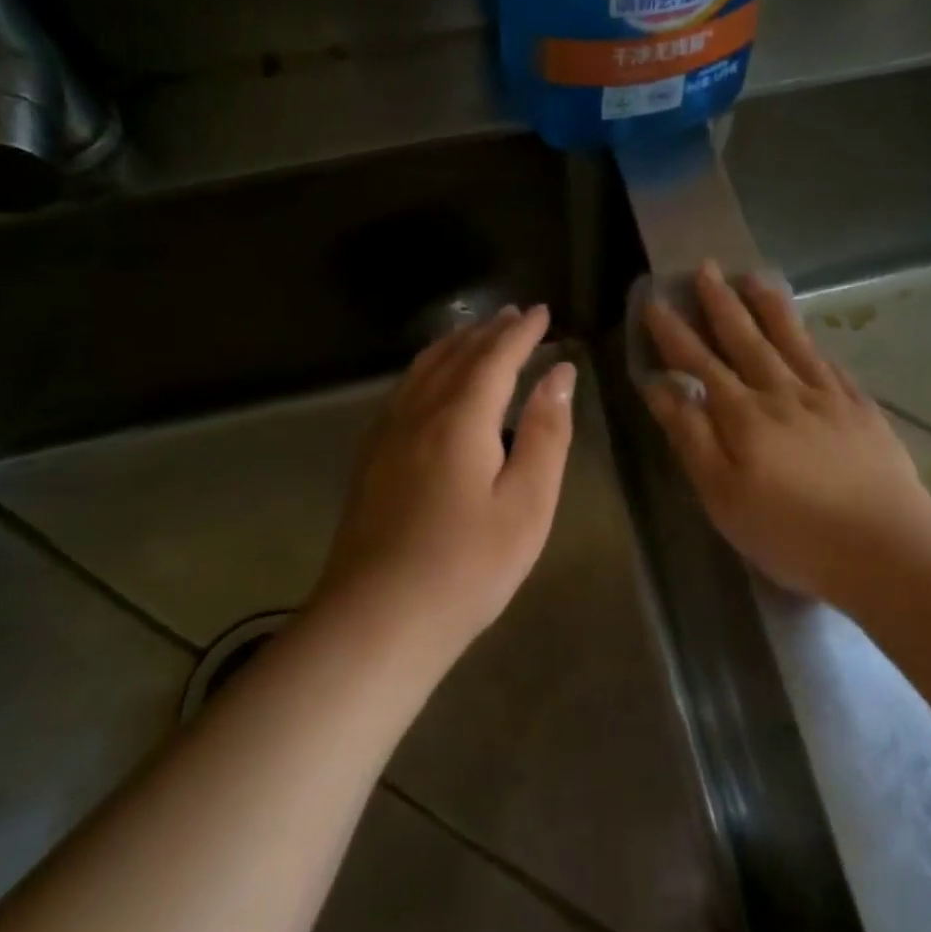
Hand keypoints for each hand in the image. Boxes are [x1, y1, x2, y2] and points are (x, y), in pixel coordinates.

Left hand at [312, 305, 575, 662]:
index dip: (521, 333)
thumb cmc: (468, 566)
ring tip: (475, 334)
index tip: (542, 312)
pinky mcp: (370, 460)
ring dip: (454, 346)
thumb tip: (560, 374)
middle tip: (513, 315)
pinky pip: (403, 392)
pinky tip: (430, 383)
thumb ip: (546, 433)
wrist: (378, 619)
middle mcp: (417, 413)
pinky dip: (426, 370)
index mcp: (460, 418)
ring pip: (422, 371)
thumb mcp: (528, 503)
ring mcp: (386, 435)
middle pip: (455, 356)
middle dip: (487, 332)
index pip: (495, 357)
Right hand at [641, 263, 930, 604]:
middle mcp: (782, 393)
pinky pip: (829, 363)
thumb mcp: (722, 495)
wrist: (883, 545)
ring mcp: (826, 397)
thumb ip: (691, 437)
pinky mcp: (860, 409)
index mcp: (743, 415)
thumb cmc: (790, 531)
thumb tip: (660, 388)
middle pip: (745, 339)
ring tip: (755, 277)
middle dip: (721, 303)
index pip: (699, 363)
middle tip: (706, 268)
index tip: (655, 300)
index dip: (674, 332)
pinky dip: (812, 342)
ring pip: (791, 340)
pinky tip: (809, 333)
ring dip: (769, 307)